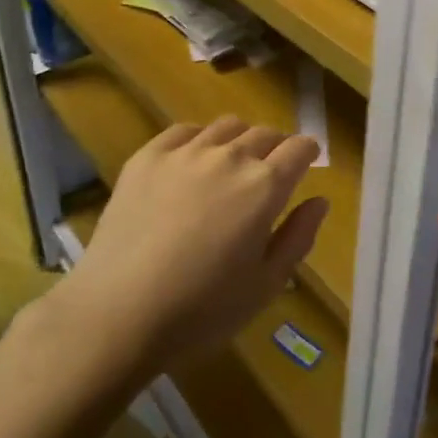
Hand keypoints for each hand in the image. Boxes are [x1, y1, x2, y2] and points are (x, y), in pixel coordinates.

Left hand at [66, 117, 326, 370]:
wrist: (118, 312)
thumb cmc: (202, 310)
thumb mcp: (265, 285)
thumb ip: (298, 237)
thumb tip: (319, 201)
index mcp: (264, 186)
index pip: (299, 149)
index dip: (308, 152)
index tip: (307, 161)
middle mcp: (230, 156)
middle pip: (265, 133)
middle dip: (276, 147)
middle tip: (270, 170)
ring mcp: (185, 152)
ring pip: (226, 126)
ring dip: (240, 139)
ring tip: (232, 163)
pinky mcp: (147, 156)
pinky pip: (183, 130)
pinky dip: (198, 138)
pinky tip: (192, 161)